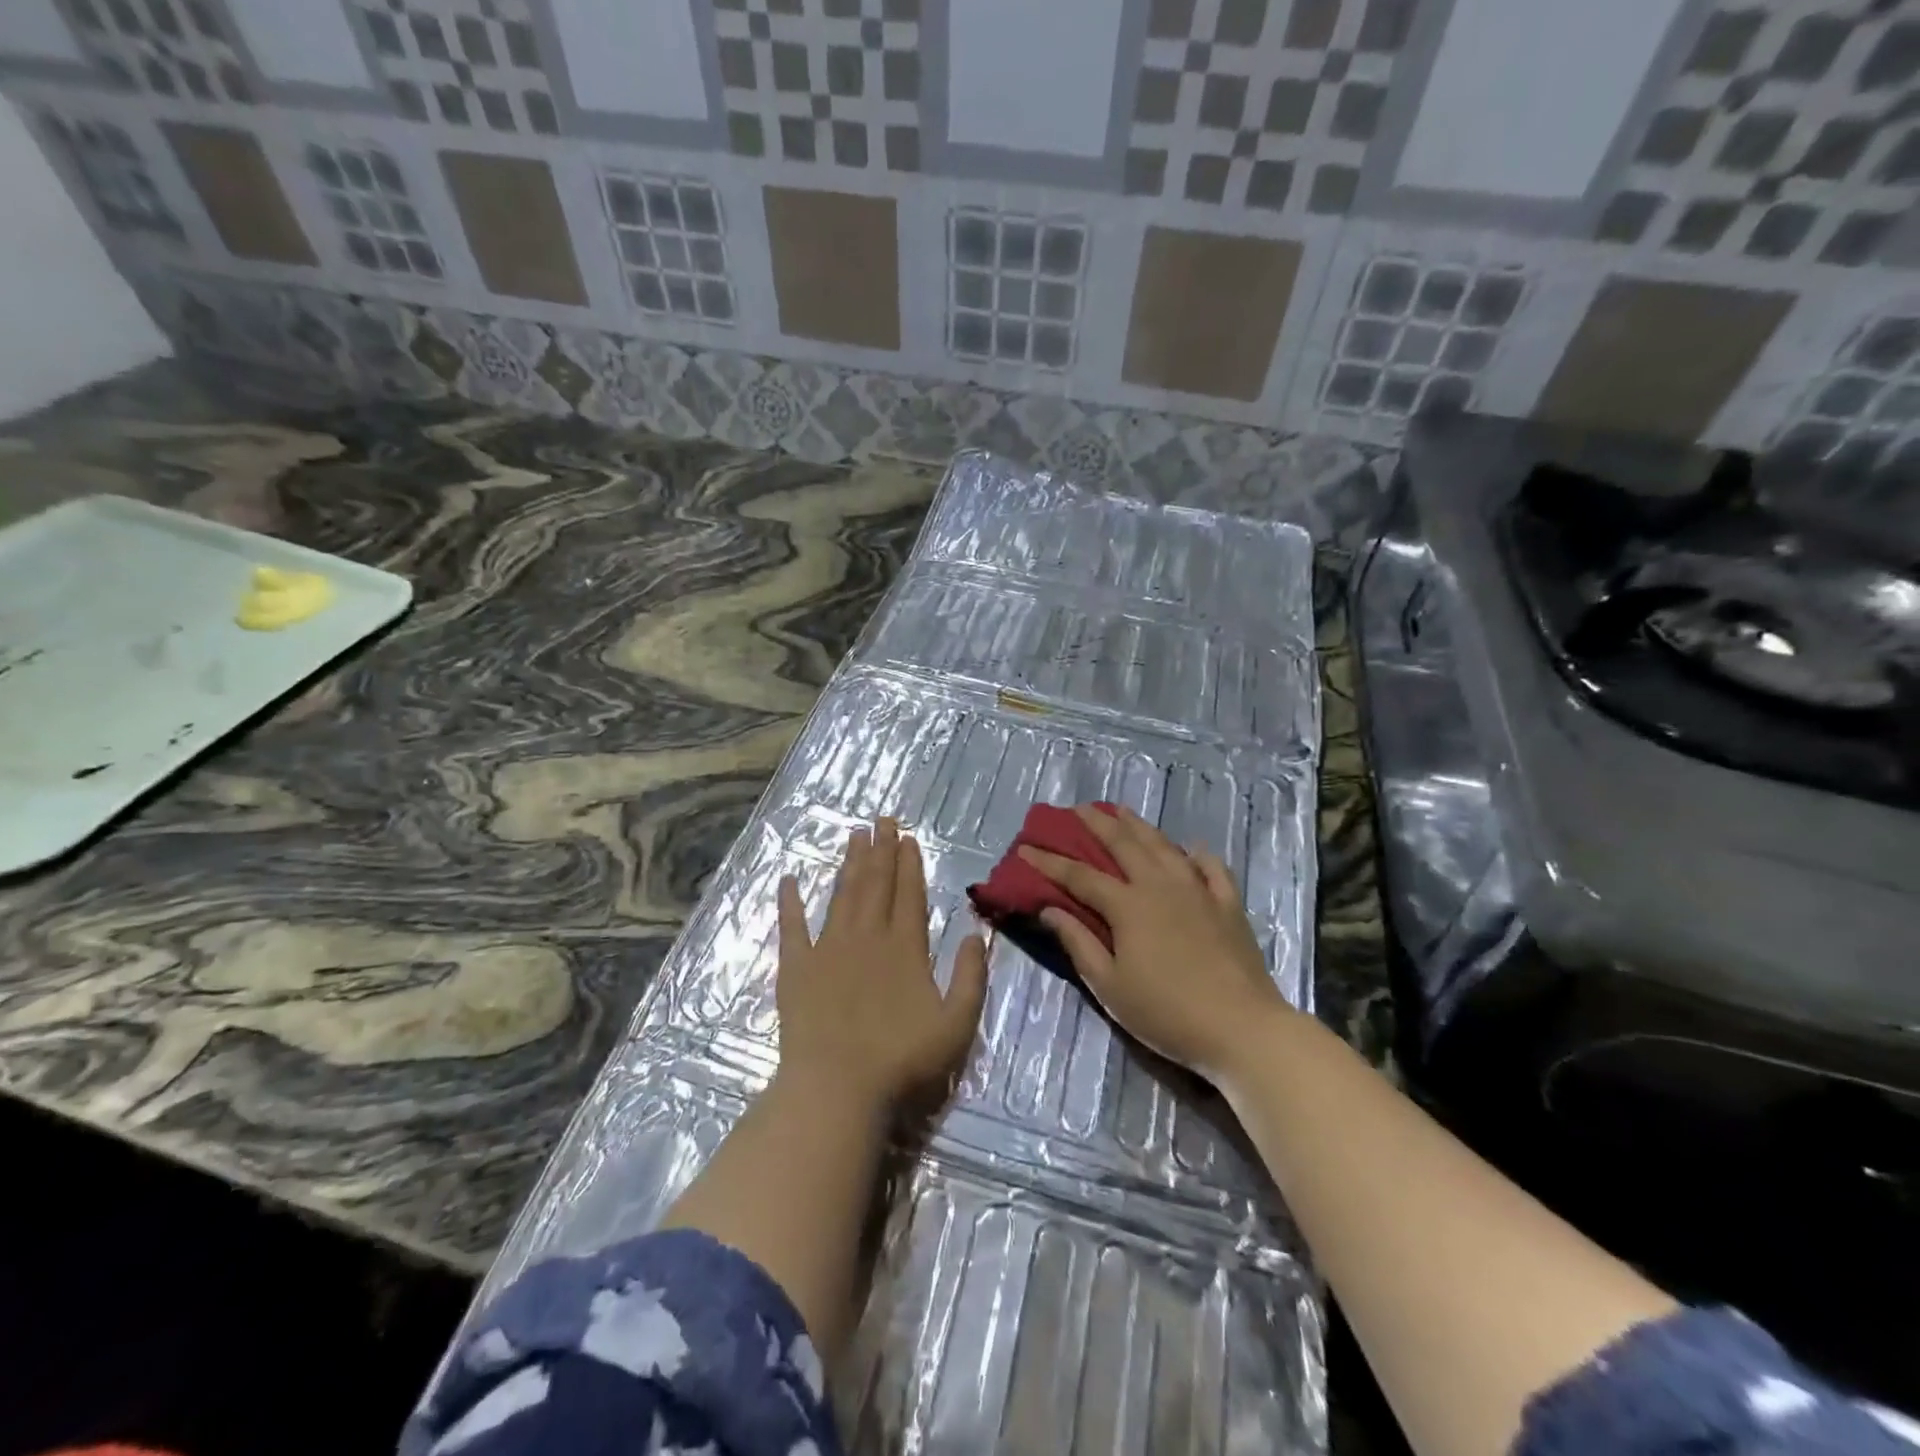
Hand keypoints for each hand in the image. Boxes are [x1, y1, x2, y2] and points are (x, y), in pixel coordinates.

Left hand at [776, 817, 988, 1116]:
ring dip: (849, 864)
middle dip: (881, 850)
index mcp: (905, 947)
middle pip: (876, 884)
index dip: (910, 864)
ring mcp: (828, 949)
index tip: (908, 838)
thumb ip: (970, 976)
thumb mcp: (956, 1024)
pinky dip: (790, 902)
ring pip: (842, 895)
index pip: (909, 894)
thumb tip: (975, 933)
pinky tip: (789, 879)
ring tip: (854, 835)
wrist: (837, 1088)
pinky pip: (792, 927)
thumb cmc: (902, 1061)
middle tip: (882, 820)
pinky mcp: (797, 967)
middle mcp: (867, 936)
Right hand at [1019, 804, 1292, 1080]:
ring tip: (1122, 811)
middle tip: (1077, 809)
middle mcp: (1160, 885)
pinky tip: (1191, 849)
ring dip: (1139, 826)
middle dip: (1096, 824)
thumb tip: (1049, 909)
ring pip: (1163, 846)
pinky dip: (1197, 854)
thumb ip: (1078, 943)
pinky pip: (1211, 868)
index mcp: (1127, 905)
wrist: (1241, 1028)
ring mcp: (1198, 891)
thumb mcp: (1110, 986)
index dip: (1049, 861)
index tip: (1025, 848)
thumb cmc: (1166, 1012)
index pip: (1079, 876)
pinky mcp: (1228, 904)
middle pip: (1123, 844)